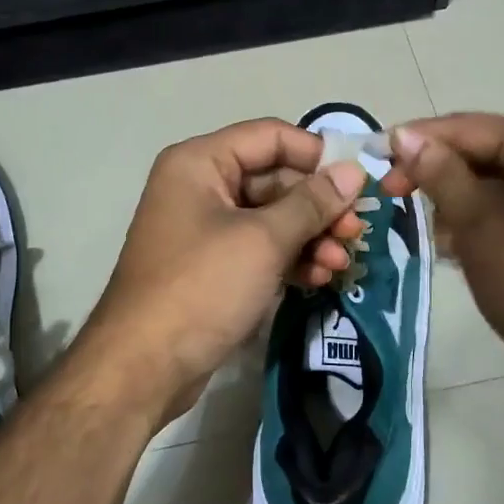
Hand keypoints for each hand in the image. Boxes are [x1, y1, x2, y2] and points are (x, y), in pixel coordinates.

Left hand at [73, 119, 368, 425]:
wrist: (144, 366)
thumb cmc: (202, 287)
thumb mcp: (263, 240)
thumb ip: (312, 203)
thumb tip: (354, 172)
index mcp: (200, 163)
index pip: (270, 136)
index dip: (317, 154)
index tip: (359, 181)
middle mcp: (200, 187)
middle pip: (275, 179)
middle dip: (319, 206)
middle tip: (357, 231)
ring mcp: (206, 229)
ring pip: (272, 218)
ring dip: (311, 237)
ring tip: (342, 263)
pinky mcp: (214, 267)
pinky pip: (261, 249)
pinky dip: (291, 259)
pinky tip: (320, 278)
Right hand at [380, 114, 503, 385]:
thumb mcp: (479, 225)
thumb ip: (440, 174)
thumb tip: (405, 135)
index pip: (468, 127)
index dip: (417, 141)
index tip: (373, 159)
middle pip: (481, 152)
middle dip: (437, 176)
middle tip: (391, 197)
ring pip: (491, 183)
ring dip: (457, 204)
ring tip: (437, 240)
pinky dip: (480, 222)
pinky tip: (460, 251)